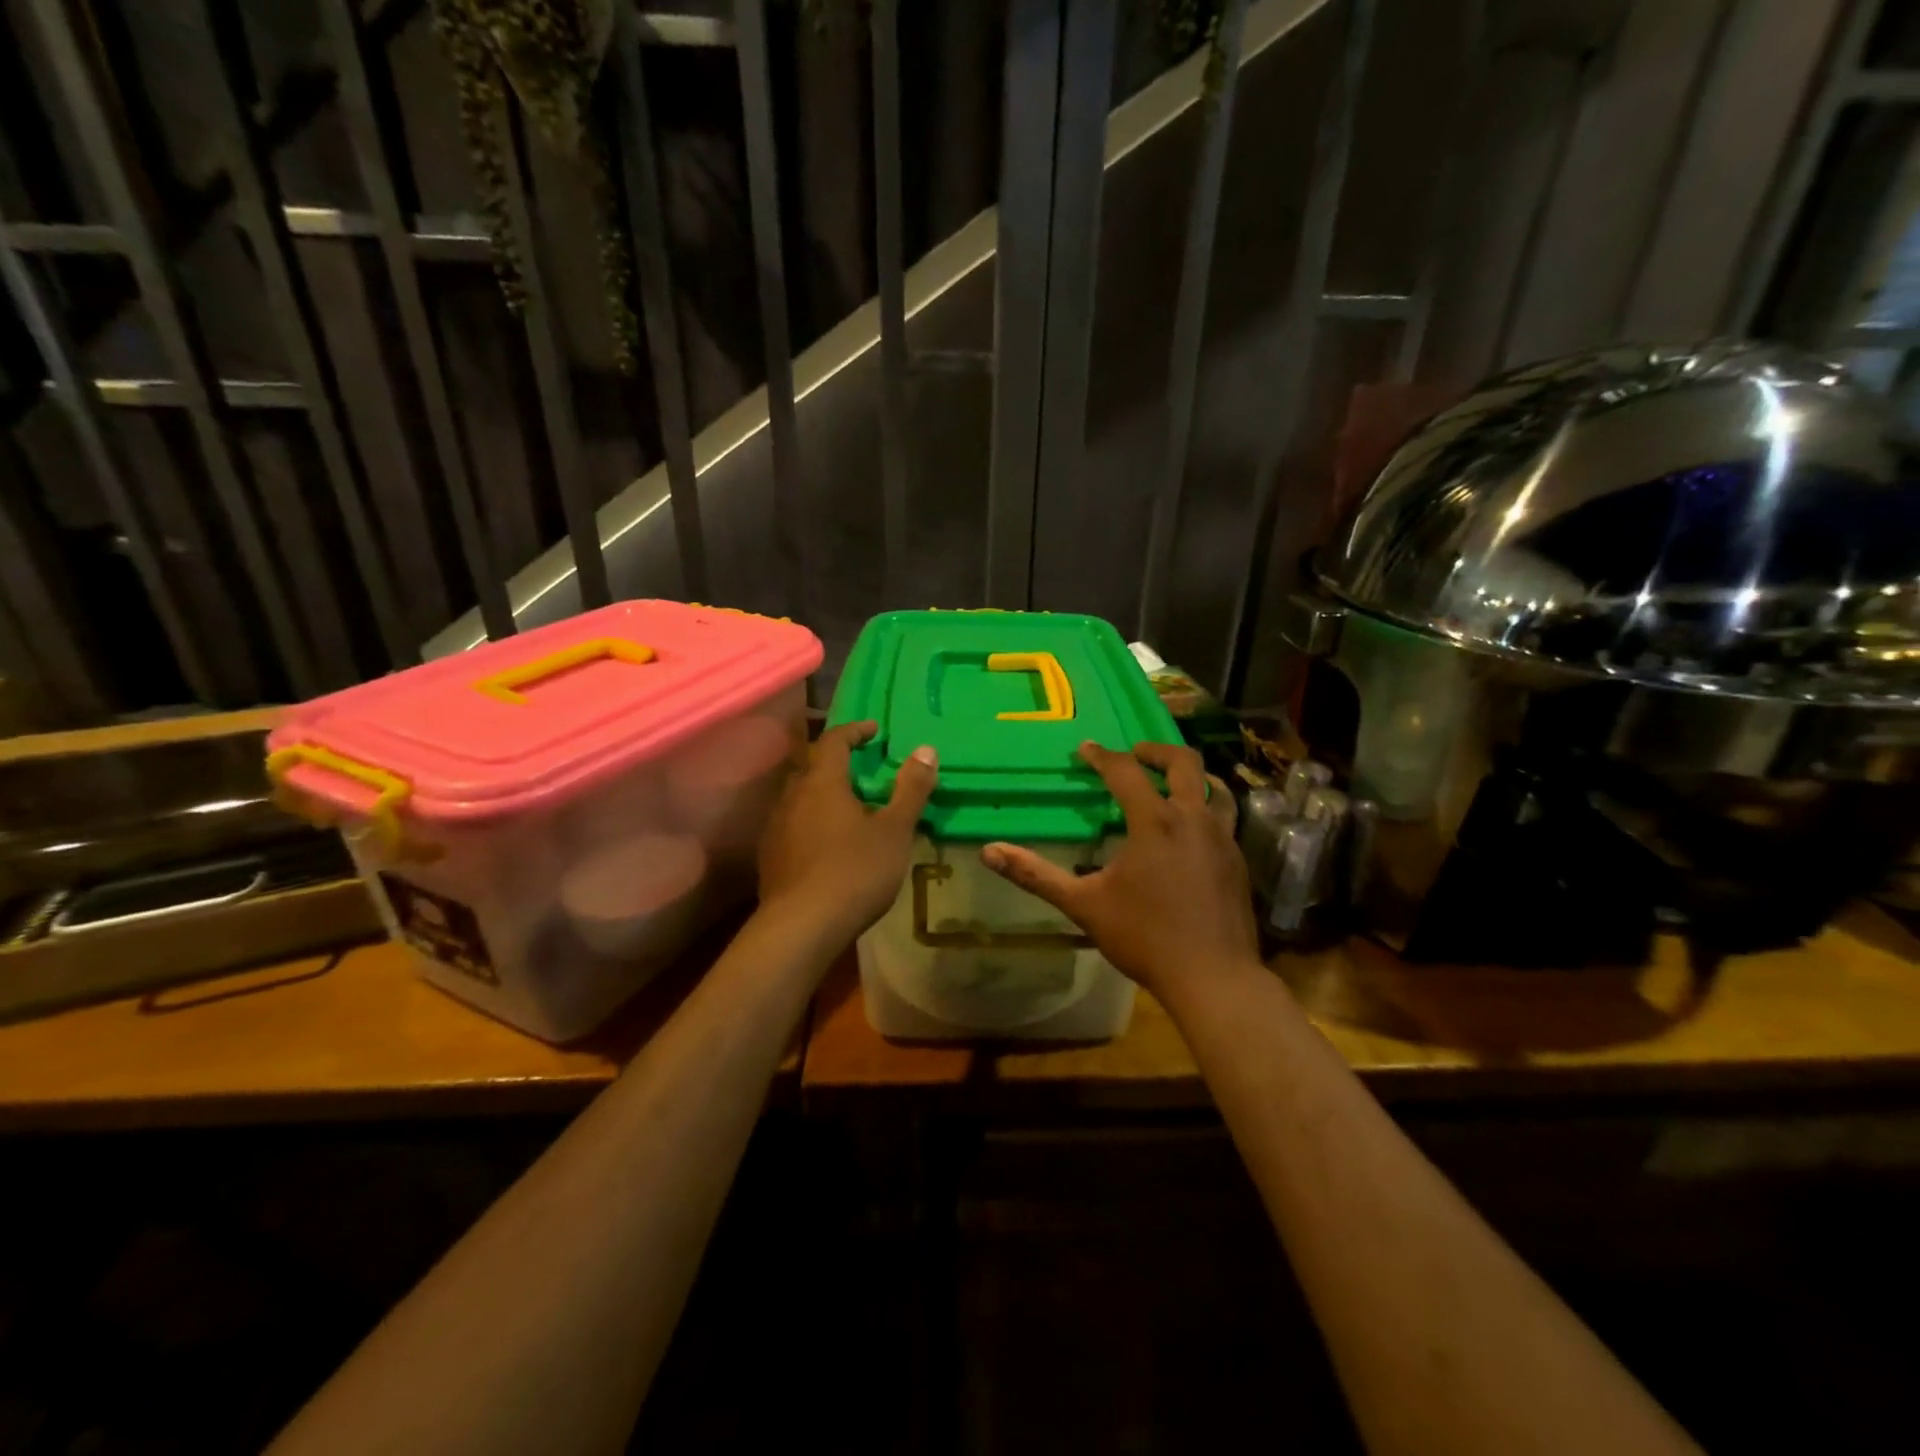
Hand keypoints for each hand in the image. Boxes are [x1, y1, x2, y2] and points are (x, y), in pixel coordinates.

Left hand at [756, 720, 936, 947]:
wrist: (801, 927)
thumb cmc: (854, 871)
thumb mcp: (894, 830)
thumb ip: (910, 789)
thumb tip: (925, 749)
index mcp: (822, 782)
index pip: (832, 741)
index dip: (853, 731)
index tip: (873, 730)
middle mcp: (792, 797)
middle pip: (812, 767)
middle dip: (836, 762)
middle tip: (863, 769)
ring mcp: (776, 828)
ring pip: (800, 798)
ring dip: (824, 794)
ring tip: (850, 808)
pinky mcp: (770, 858)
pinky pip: (794, 825)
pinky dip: (813, 822)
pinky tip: (829, 844)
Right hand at [980, 741, 1258, 1007]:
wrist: (1213, 977)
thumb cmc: (1144, 937)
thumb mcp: (1083, 905)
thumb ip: (1036, 875)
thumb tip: (989, 852)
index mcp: (1155, 822)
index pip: (1126, 772)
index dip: (1102, 756)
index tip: (1085, 749)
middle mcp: (1193, 819)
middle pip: (1183, 763)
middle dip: (1156, 751)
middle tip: (1135, 753)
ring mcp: (1223, 839)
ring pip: (1214, 788)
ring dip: (1191, 777)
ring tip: (1171, 783)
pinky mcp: (1238, 861)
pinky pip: (1225, 818)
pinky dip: (1206, 808)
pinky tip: (1191, 832)